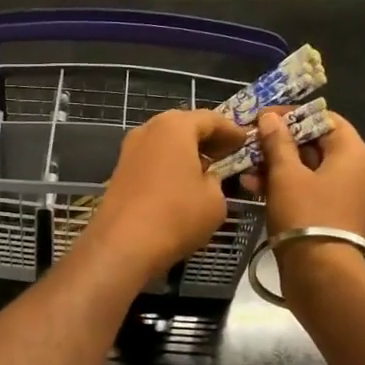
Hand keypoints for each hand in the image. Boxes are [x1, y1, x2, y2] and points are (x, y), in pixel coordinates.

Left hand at [82, 110, 246, 280]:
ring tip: (205, 170)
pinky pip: (152, 161)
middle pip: (183, 127)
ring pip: (165, 144)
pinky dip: (169, 166)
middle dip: (206, 139)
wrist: (123, 245)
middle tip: (226, 153)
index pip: (210, 119)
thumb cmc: (177, 215)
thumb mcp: (215, 199)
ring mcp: (129, 151)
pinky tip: (180, 185)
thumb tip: (206, 179)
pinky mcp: (119, 173)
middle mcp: (148, 131)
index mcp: (174, 126)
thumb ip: (216, 180)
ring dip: (185, 153)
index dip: (231, 131)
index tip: (245, 142)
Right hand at [245, 108, 364, 250]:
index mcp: (355, 154)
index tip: (263, 118)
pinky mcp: (338, 218)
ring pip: (312, 172)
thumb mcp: (286, 176)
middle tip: (250, 145)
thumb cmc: (306, 216)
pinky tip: (258, 190)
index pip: (325, 119)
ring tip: (247, 171)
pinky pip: (313, 193)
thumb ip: (277, 143)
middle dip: (281, 144)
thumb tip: (270, 117)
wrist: (323, 275)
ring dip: (279, 168)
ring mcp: (350, 197)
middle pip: (318, 146)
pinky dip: (289, 188)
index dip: (293, 116)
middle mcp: (359, 172)